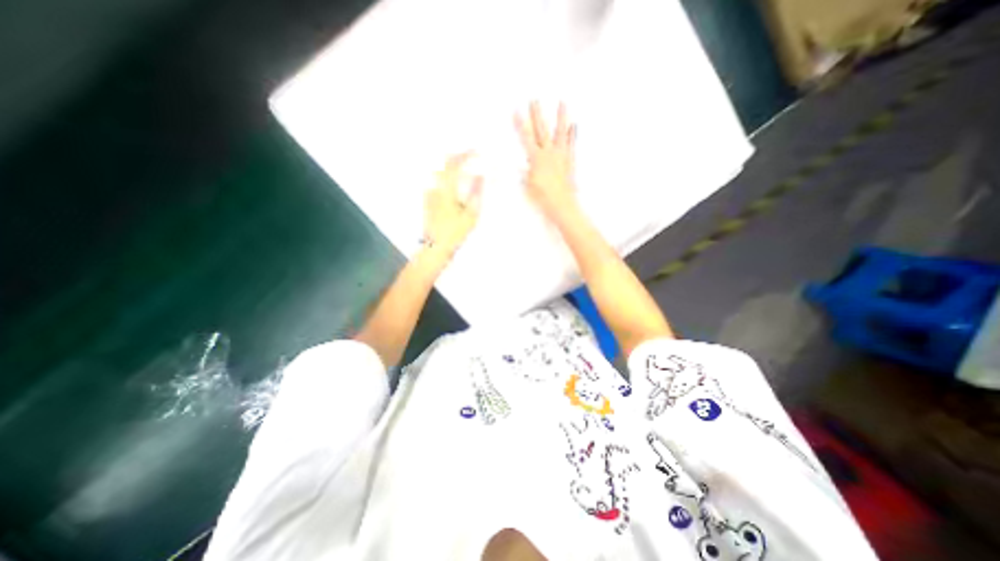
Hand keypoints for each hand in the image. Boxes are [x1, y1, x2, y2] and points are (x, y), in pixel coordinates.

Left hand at [420, 154, 483, 257]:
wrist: (436, 247)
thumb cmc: (455, 232)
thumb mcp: (471, 215)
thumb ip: (476, 193)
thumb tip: (480, 175)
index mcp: (446, 189)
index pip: (454, 164)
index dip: (465, 154)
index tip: (476, 151)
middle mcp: (435, 187)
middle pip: (444, 164)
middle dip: (457, 157)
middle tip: (470, 156)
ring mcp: (429, 194)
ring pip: (439, 172)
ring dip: (451, 167)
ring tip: (463, 168)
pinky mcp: (427, 201)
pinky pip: (436, 182)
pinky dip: (446, 177)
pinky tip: (453, 184)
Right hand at [515, 102, 578, 217]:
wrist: (562, 205)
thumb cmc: (542, 197)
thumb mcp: (528, 185)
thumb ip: (526, 172)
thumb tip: (525, 164)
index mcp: (536, 159)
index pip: (526, 138)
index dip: (520, 125)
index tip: (516, 111)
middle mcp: (549, 153)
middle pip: (541, 130)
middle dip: (537, 114)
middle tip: (534, 99)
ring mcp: (561, 155)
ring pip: (560, 132)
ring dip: (561, 117)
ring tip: (562, 102)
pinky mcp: (570, 161)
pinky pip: (572, 144)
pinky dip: (573, 134)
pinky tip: (574, 125)